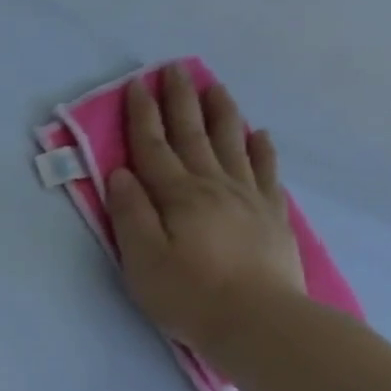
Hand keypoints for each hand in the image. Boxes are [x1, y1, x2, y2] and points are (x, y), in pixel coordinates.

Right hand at [103, 65, 306, 353]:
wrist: (259, 321)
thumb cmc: (188, 294)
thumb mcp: (142, 259)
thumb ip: (130, 214)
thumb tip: (120, 174)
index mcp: (177, 196)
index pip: (153, 147)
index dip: (142, 115)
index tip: (136, 84)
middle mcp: (213, 186)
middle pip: (193, 135)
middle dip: (180, 100)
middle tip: (174, 69)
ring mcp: (248, 197)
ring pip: (232, 142)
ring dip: (220, 112)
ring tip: (213, 85)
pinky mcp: (271, 214)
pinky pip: (265, 170)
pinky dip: (260, 148)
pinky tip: (258, 133)